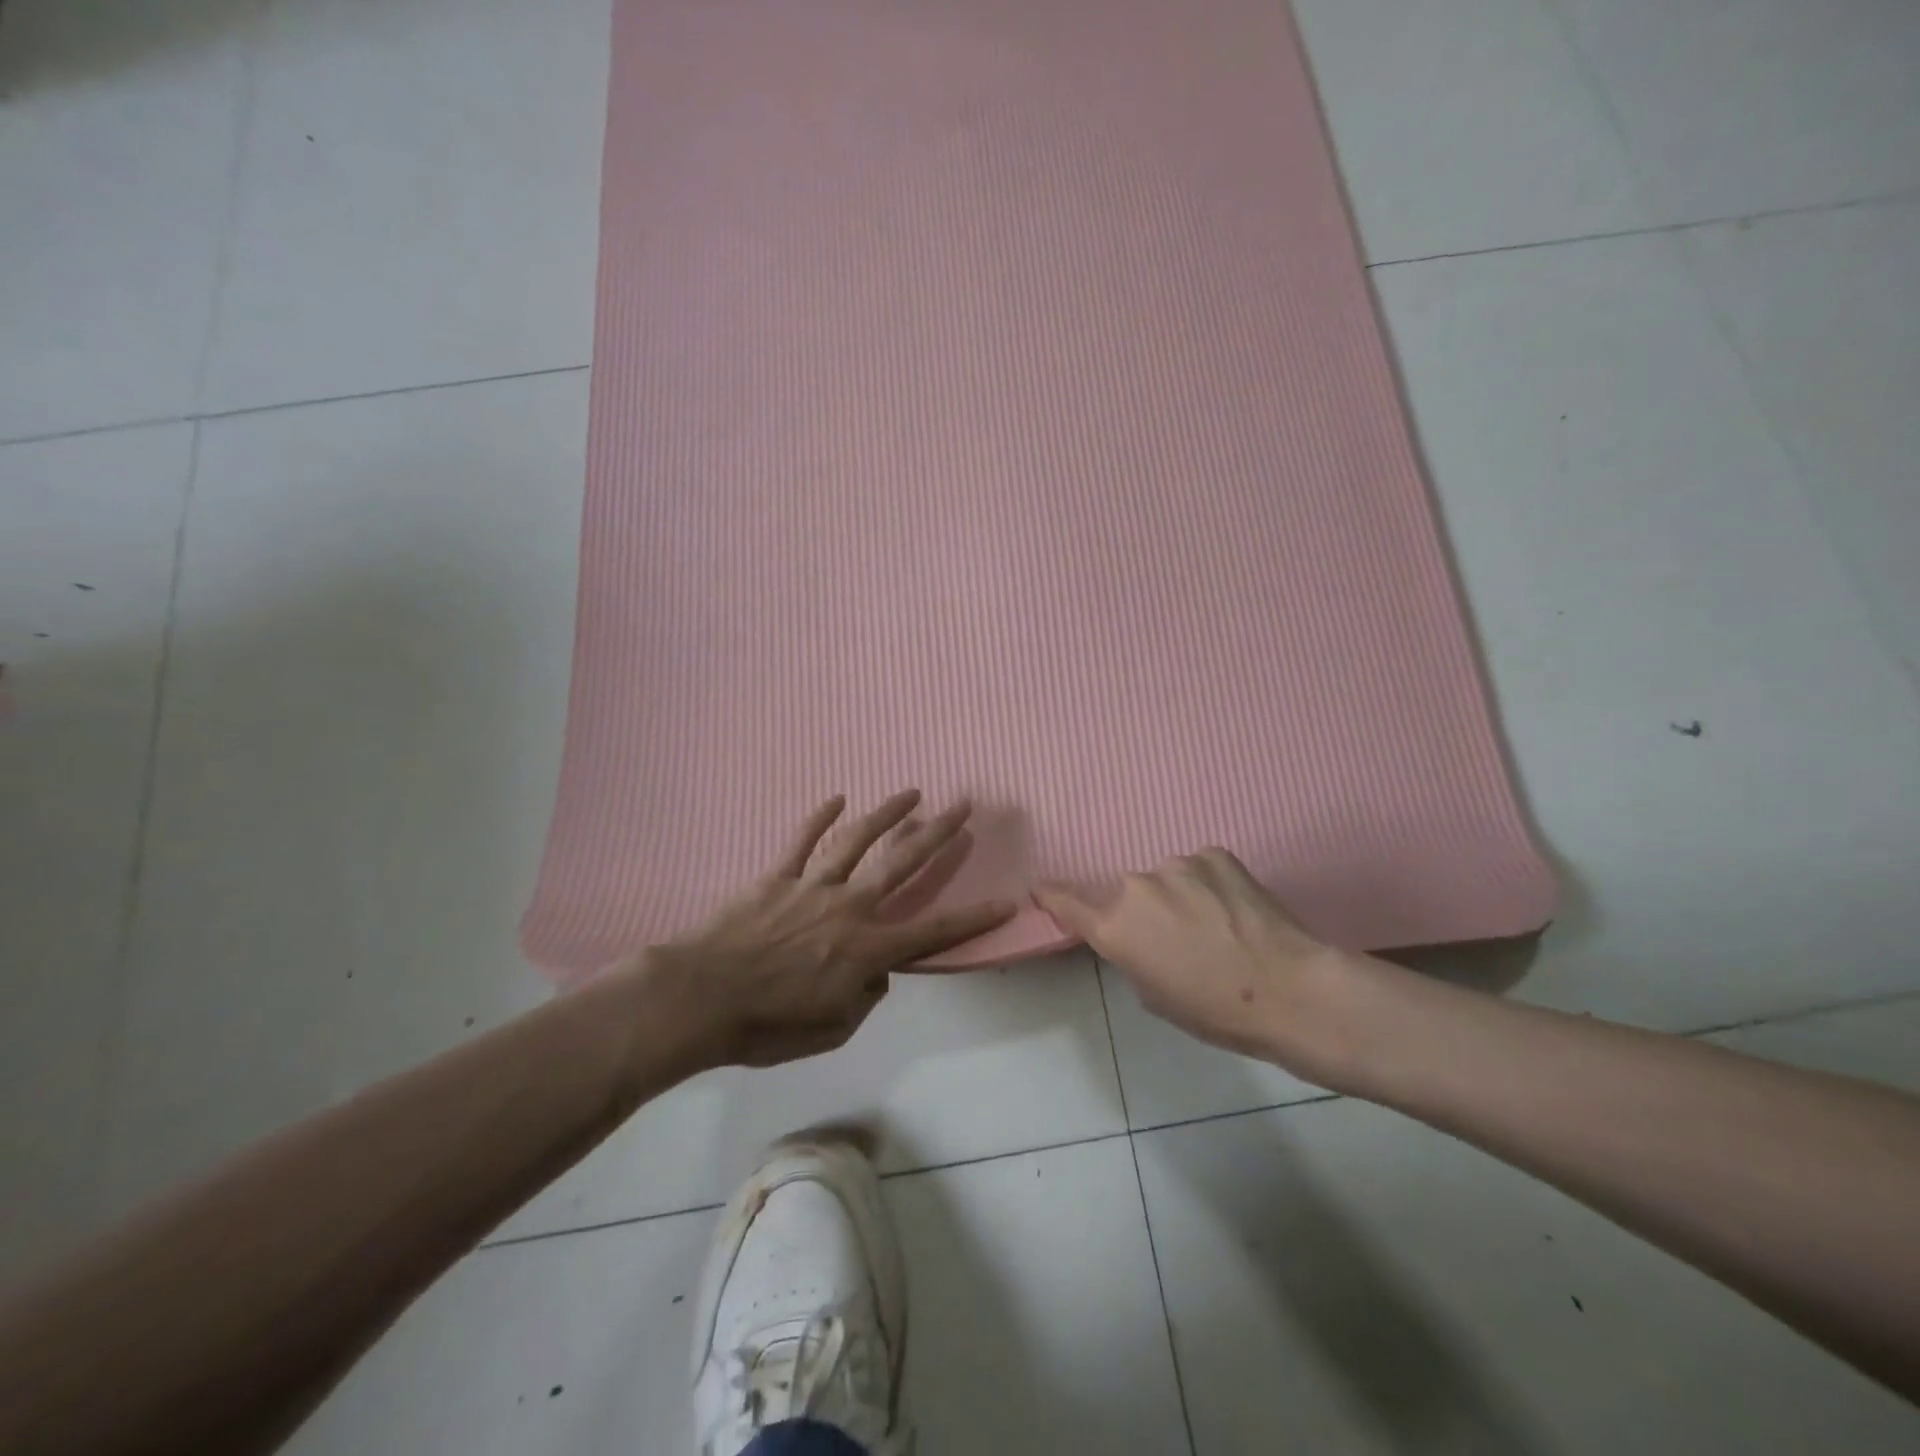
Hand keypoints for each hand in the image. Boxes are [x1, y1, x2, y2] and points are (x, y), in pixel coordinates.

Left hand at [636, 791, 1014, 1069]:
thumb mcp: (831, 1030)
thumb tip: (878, 973)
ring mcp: (812, 886)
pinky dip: (819, 819)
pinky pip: (801, 842)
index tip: (1006, 901)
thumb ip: (865, 998)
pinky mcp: (777, 877)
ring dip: (887, 813)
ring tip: (912, 791)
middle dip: (937, 834)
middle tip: (963, 806)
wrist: (701, 999)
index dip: (973, 919)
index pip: (933, 932)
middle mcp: (849, 907)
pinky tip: (837, 798)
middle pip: (902, 864)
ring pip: (857, 841)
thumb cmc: (767, 1026)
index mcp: (867, 949)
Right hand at [1036, 849, 1366, 1082]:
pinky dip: (1209, 883)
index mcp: (1115, 927)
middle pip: (1128, 893)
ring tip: (1217, 925)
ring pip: (1167, 878)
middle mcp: (1136, 887)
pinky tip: (1236, 908)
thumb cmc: (1215, 1010)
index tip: (1042, 887)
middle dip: (1146, 911)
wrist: (1288, 990)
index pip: (1067, 903)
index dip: (1053, 895)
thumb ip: (1132, 955)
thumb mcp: (1154, 995)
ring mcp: (1176, 864)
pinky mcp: (1214, 853)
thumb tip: (1142, 935)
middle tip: (1180, 939)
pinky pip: (1200, 867)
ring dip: (1180, 896)